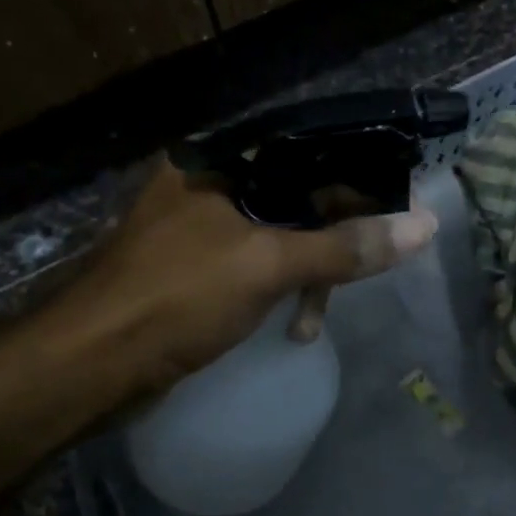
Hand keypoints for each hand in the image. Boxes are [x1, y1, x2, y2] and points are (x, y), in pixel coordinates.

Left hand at [77, 158, 437, 389]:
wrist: (93, 364)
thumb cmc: (178, 297)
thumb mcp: (268, 265)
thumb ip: (345, 246)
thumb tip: (422, 226)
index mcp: (215, 162)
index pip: (304, 151)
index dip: (353, 176)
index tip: (393, 207)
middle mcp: (207, 186)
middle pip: (295, 197)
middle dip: (332, 238)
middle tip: (365, 270)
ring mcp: (199, 231)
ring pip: (279, 238)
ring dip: (308, 275)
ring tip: (315, 320)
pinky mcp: (196, 272)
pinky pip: (258, 268)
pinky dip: (281, 292)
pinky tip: (294, 327)